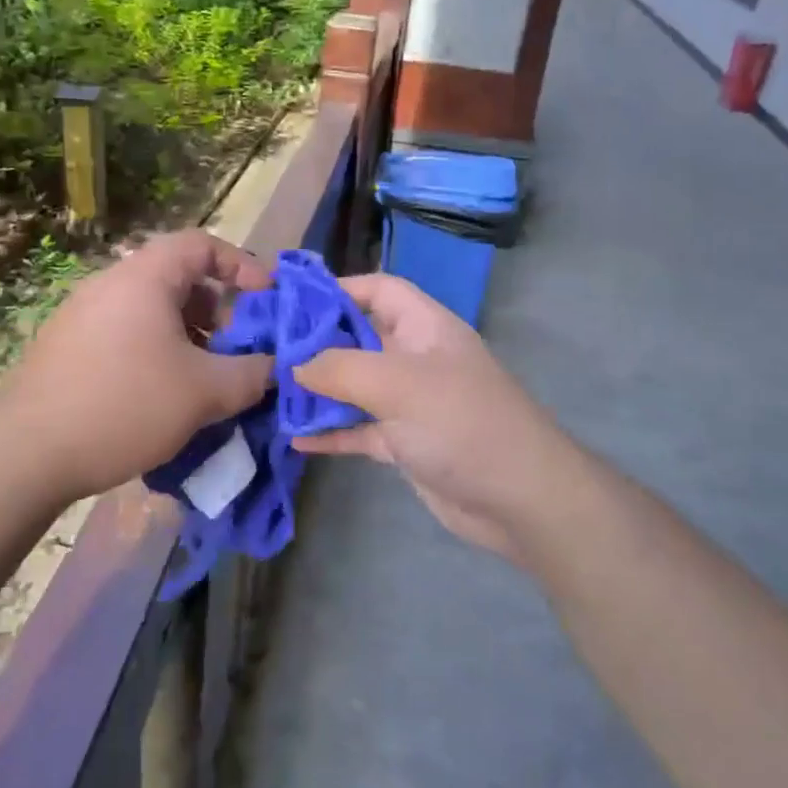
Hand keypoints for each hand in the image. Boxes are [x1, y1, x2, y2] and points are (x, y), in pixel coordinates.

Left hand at [0, 231, 274, 502]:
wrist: (24, 454)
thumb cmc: (124, 406)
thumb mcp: (204, 393)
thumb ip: (252, 375)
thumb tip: (276, 368)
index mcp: (144, 278)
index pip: (202, 244)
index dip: (242, 264)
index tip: (266, 298)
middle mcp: (110, 284)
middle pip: (178, 278)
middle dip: (218, 310)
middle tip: (237, 348)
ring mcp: (82, 314)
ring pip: (151, 310)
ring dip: (188, 335)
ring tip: (204, 379)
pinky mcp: (66, 346)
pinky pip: (126, 332)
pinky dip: (156, 350)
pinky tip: (161, 396)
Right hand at [294, 273, 592, 562]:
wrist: (520, 499)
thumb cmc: (461, 422)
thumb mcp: (397, 383)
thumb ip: (340, 367)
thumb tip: (296, 364)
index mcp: (425, 327)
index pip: (379, 289)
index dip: (339, 288)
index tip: (291, 299)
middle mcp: (417, 358)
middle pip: (360, 337)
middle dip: (317, 341)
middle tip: (267, 347)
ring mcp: (412, 402)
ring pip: (356, 385)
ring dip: (319, 389)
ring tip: (272, 390)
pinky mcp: (406, 443)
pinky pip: (360, 428)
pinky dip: (331, 431)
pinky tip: (295, 438)